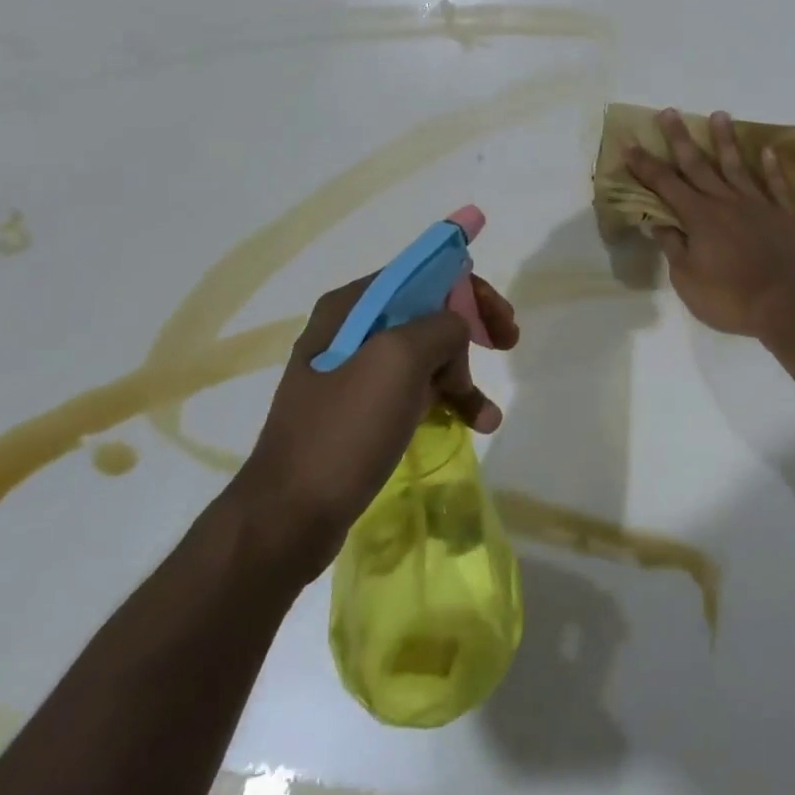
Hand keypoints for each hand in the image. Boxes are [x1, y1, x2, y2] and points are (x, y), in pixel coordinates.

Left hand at [228, 273, 517, 576]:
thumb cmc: (344, 430)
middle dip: (471, 330)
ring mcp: (354, 373)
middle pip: (429, 312)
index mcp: (353, 306)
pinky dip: (446, 402)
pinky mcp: (361, 412)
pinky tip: (476, 424)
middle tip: (506, 344)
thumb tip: (455, 331)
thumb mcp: (399, 360)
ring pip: (426, 355)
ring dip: (463, 375)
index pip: (424, 275)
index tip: (503, 319)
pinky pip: (415, 391)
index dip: (470, 290)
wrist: (288, 519)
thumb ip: (440, 326)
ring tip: (488, 414)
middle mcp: (351, 330)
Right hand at [625, 109, 794, 340]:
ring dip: (725, 140)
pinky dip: (772, 167)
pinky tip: (767, 150)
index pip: (665, 184)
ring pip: (737, 166)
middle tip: (669, 112)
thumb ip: (673, 247)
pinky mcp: (784, 215)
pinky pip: (777, 185)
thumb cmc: (730, 299)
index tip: (630, 144)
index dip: (645, 165)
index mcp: (699, 217)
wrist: (787, 307)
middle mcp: (726, 202)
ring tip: (719, 115)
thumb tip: (659, 222)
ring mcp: (758, 205)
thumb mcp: (687, 280)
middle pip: (698, 165)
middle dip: (680, 139)